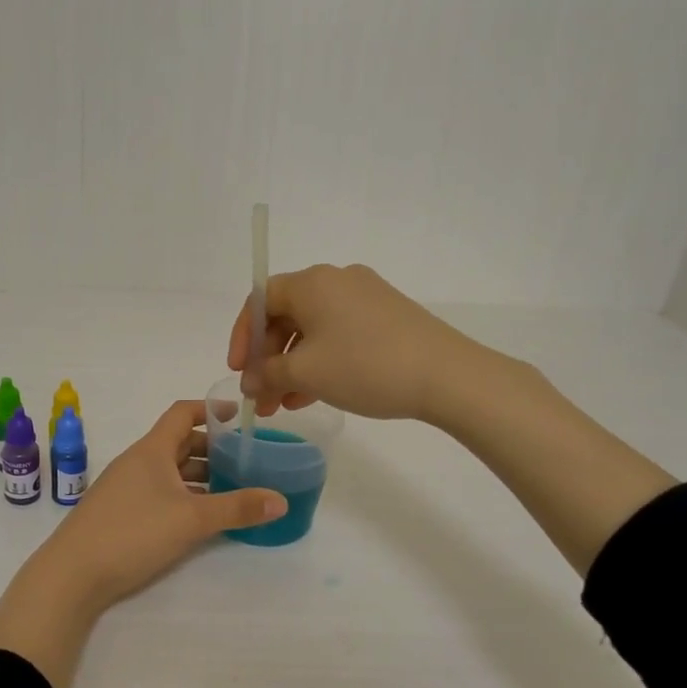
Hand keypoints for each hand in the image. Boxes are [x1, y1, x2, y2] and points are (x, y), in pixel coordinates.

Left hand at [26, 401, 286, 617]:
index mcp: (151, 450)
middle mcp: (137, 462)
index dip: (210, 410)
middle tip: (244, 459)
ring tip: (230, 489)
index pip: (182, 413)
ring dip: (197, 475)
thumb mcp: (192, 519)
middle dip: (211, 448)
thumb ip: (237, 508)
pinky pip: (158, 492)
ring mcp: (124, 488)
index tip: (239, 416)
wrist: (72, 574)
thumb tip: (280, 500)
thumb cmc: (133, 532)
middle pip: (178, 443)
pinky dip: (182, 495)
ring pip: (168, 470)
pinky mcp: (118, 512)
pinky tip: (198, 517)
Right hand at [227, 263, 481, 421]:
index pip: (260, 300)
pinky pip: (339, 335)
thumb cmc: (365, 366)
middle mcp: (337, 281)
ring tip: (283, 406)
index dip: (242, 336)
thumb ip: (267, 374)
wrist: (447, 376)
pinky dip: (321, 362)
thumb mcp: (306, 373)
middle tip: (261, 396)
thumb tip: (249, 380)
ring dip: (293, 367)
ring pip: (313, 330)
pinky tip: (313, 396)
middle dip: (269, 359)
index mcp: (312, 282)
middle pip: (287, 316)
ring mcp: (365, 297)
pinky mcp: (386, 317)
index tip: (239, 371)